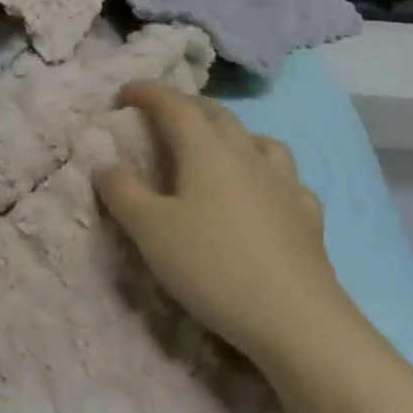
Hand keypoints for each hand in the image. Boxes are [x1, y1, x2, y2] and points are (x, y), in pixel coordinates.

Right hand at [95, 82, 349, 370]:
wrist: (298, 321)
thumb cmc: (214, 267)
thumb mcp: (151, 232)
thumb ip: (123, 192)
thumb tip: (105, 164)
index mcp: (205, 148)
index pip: (173, 103)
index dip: (146, 92)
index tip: (124, 94)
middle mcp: (246, 153)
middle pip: (215, 112)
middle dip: (185, 106)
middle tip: (161, 119)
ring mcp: (283, 182)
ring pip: (256, 138)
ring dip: (230, 133)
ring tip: (216, 150)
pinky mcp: (307, 214)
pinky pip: (286, 177)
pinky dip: (267, 174)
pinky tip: (265, 194)